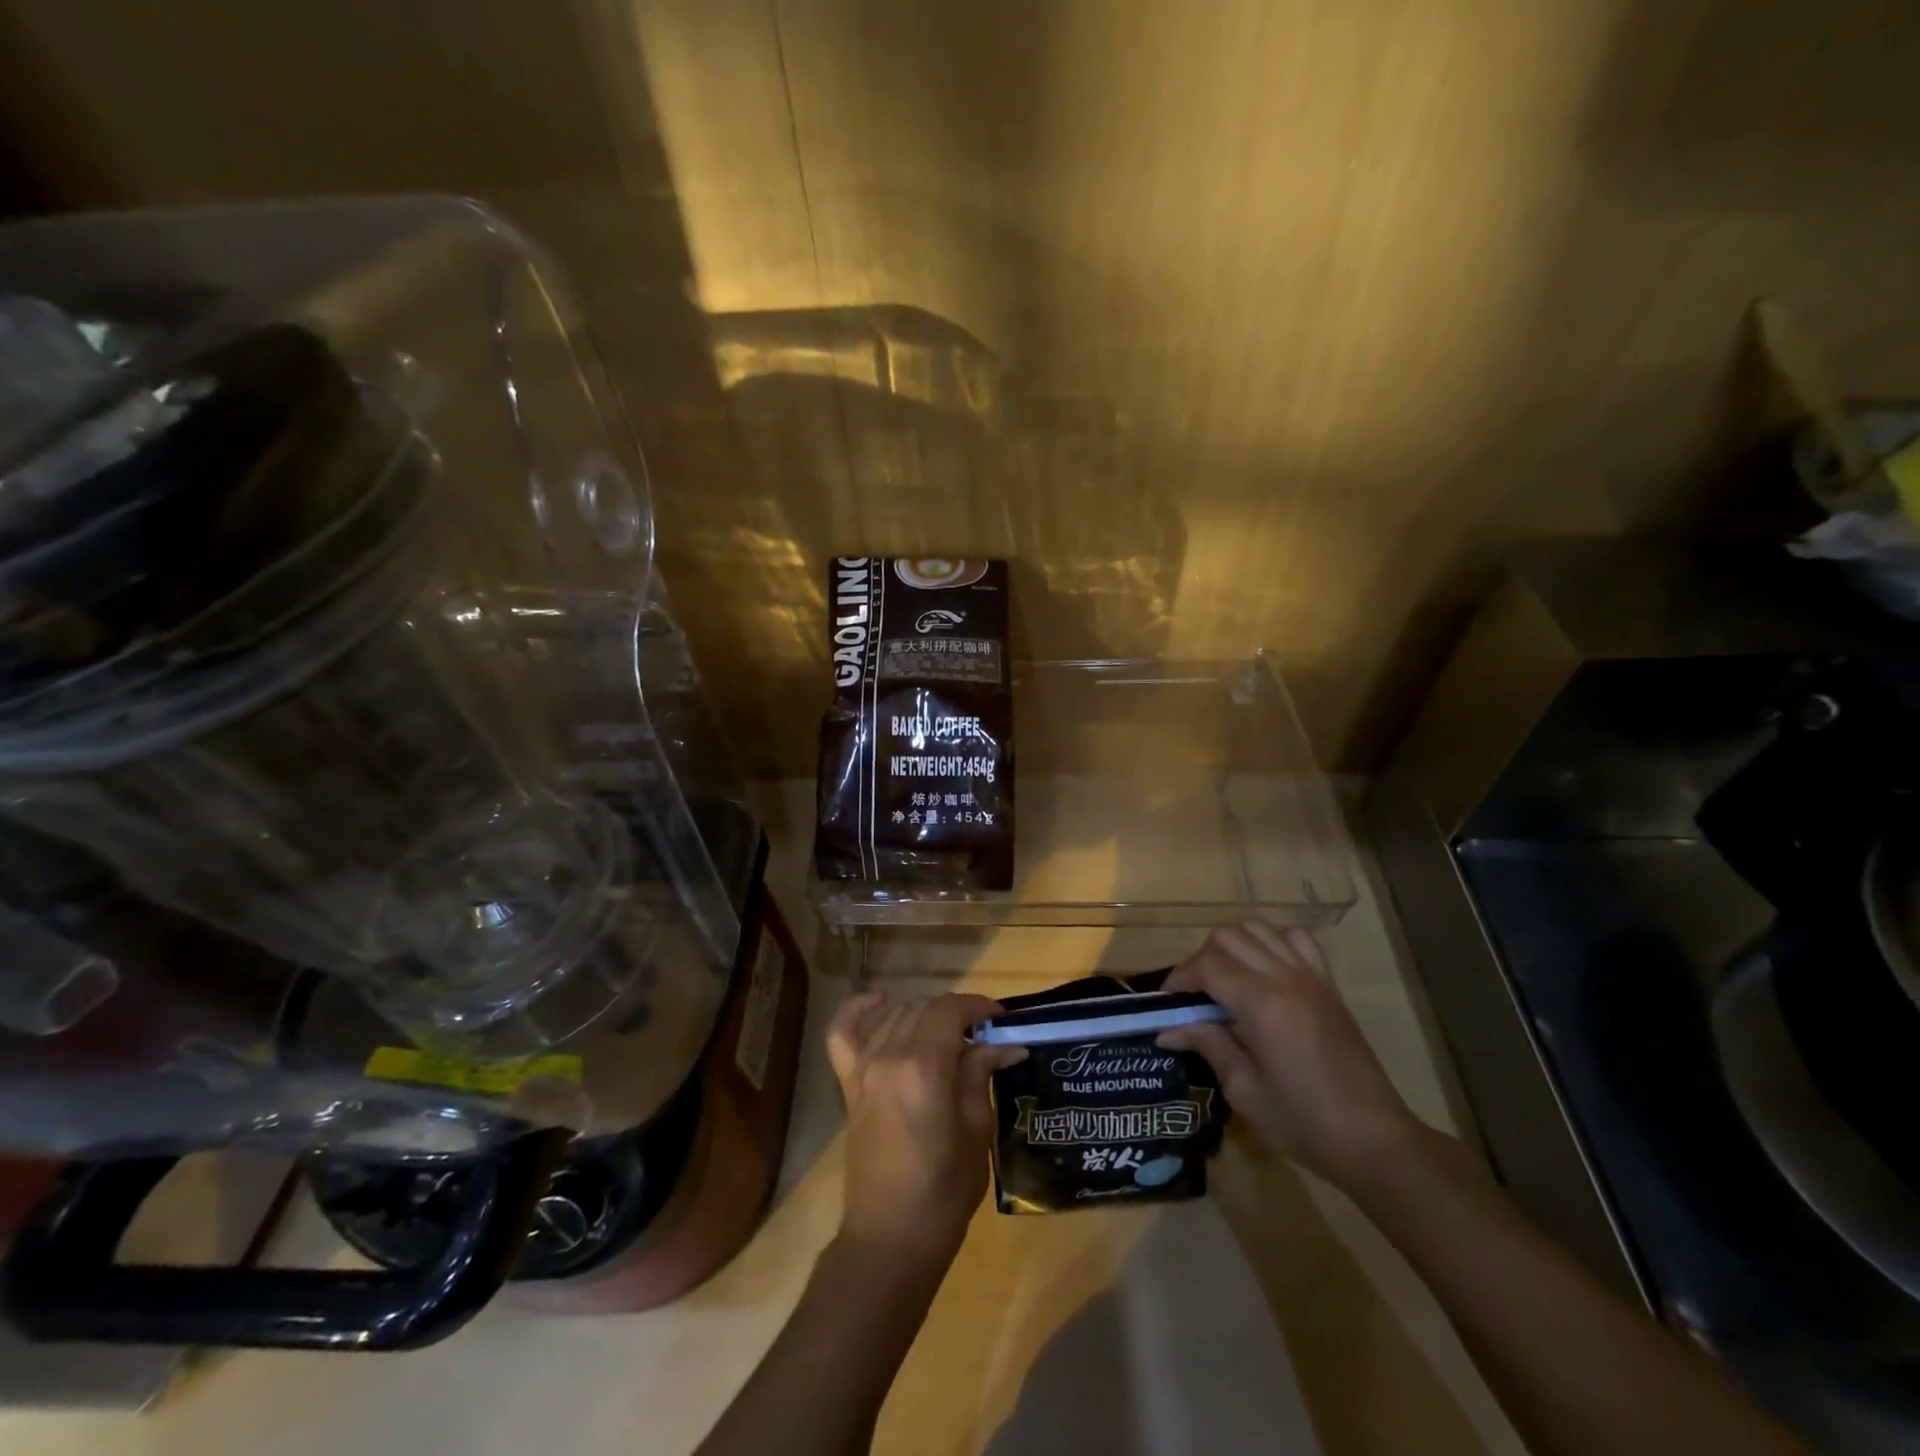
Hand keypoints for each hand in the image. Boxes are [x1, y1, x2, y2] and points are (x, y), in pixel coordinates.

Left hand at [826, 991, 1024, 1259]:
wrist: (891, 1235)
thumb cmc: (944, 1189)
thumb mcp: (976, 1129)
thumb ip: (981, 1074)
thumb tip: (1005, 1044)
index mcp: (925, 1066)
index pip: (951, 1010)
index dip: (978, 1006)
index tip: (1001, 1019)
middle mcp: (890, 1055)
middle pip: (925, 1008)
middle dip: (957, 1013)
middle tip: (982, 1035)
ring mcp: (863, 1067)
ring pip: (895, 1014)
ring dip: (924, 1014)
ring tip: (948, 1034)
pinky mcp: (849, 1084)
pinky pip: (843, 1033)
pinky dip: (858, 1011)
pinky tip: (880, 1002)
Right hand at [1159, 921, 1421, 1190]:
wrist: (1375, 1140)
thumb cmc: (1305, 1123)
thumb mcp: (1245, 1091)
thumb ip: (1208, 1046)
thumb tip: (1168, 1029)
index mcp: (1261, 1005)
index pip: (1207, 966)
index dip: (1180, 978)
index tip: (1168, 1004)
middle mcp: (1285, 978)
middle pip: (1229, 936)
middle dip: (1202, 959)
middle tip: (1195, 995)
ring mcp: (1310, 977)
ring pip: (1258, 929)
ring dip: (1233, 947)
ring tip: (1225, 981)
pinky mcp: (1328, 984)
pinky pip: (1296, 939)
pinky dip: (1272, 943)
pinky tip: (1266, 972)